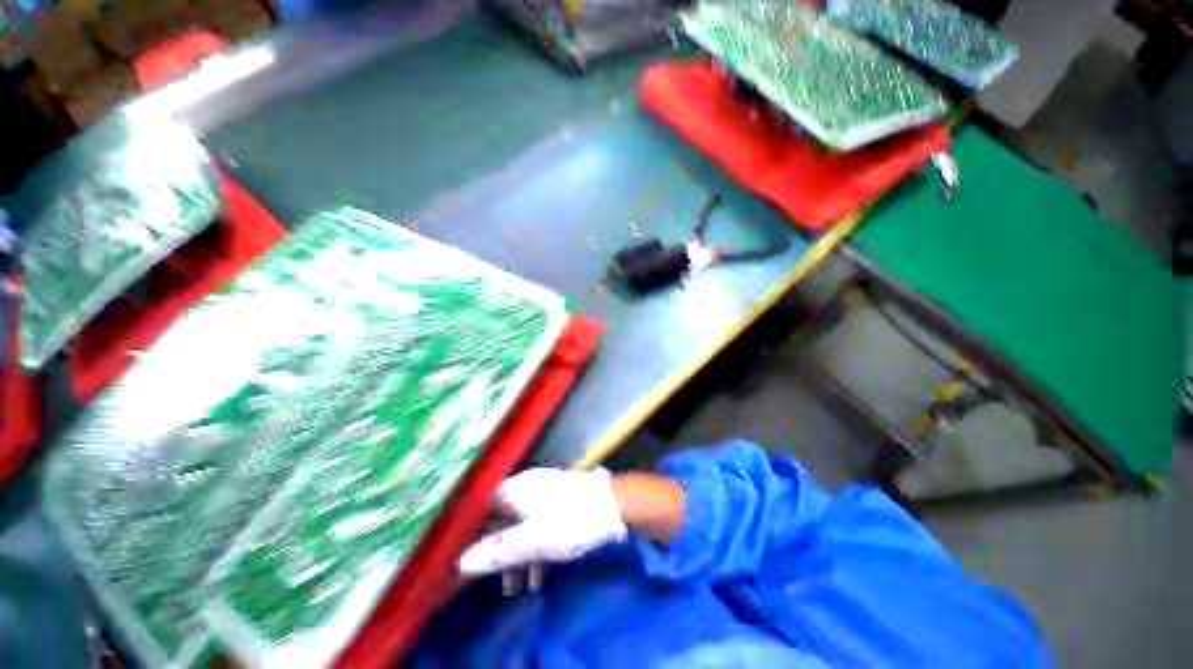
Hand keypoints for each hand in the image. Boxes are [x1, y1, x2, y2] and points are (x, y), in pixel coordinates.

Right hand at [457, 467, 628, 576]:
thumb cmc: (569, 522)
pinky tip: (541, 574)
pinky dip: (536, 547)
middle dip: (497, 552)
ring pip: (521, 524)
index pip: (481, 509)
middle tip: (496, 582)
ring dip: (518, 555)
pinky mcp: (560, 500)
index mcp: (514, 490)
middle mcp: (526, 486)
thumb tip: (460, 563)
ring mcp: (544, 491)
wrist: (613, 505)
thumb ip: (496, 552)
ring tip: (519, 588)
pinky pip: (539, 523)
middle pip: (501, 519)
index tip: (469, 561)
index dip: (472, 534)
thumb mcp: (531, 542)